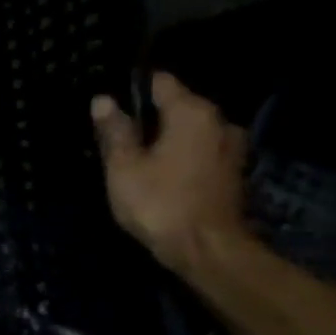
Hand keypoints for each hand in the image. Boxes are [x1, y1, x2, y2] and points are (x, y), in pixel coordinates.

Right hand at [91, 72, 249, 275]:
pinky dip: (181, 155)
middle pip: (176, 105)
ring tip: (138, 157)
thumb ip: (114, 131)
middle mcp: (218, 121)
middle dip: (148, 117)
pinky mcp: (232, 172)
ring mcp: (231, 147)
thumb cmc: (160, 203)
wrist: (208, 252)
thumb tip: (103, 100)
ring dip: (166, 138)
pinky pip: (200, 150)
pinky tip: (161, 173)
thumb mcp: (124, 167)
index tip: (111, 108)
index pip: (160, 82)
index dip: (132, 89)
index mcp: (191, 112)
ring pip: (189, 130)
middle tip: (118, 137)